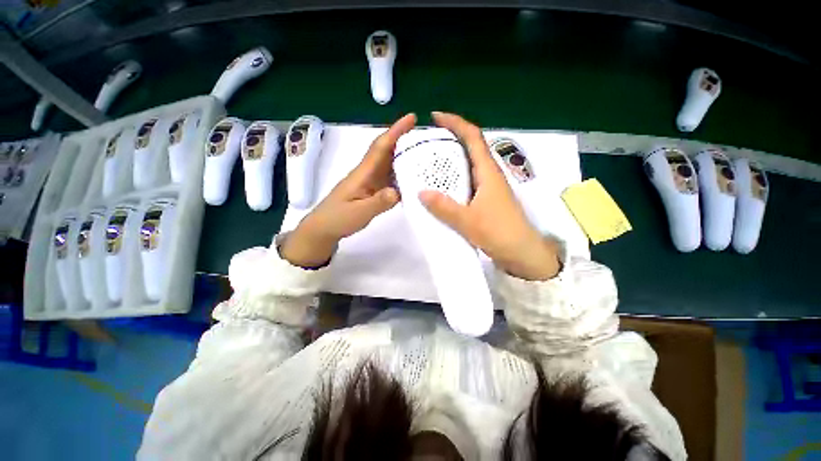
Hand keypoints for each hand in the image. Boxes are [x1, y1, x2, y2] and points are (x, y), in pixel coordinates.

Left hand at [281, 113, 416, 267]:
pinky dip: (401, 175)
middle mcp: (368, 173)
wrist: (324, 229)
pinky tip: (412, 178)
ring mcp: (370, 182)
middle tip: (425, 136)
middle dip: (404, 140)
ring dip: (404, 156)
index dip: (395, 131)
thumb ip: (378, 202)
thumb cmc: (338, 218)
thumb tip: (398, 191)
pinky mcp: (372, 191)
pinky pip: (389, 179)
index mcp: (363, 173)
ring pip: (389, 165)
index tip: (411, 118)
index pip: (380, 147)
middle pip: (387, 152)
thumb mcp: (358, 212)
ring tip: (424, 154)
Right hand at [419, 112, 560, 280]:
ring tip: (430, 163)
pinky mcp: (486, 199)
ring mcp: (489, 187)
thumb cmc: (499, 233)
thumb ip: (444, 207)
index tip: (436, 117)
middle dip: (450, 139)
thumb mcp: (468, 221)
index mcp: (488, 172)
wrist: (522, 253)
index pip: (473, 137)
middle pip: (470, 148)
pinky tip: (442, 187)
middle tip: (427, 143)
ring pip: (469, 165)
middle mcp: (489, 175)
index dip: (456, 123)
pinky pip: (468, 181)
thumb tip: (421, 192)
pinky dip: (454, 178)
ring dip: (452, 160)